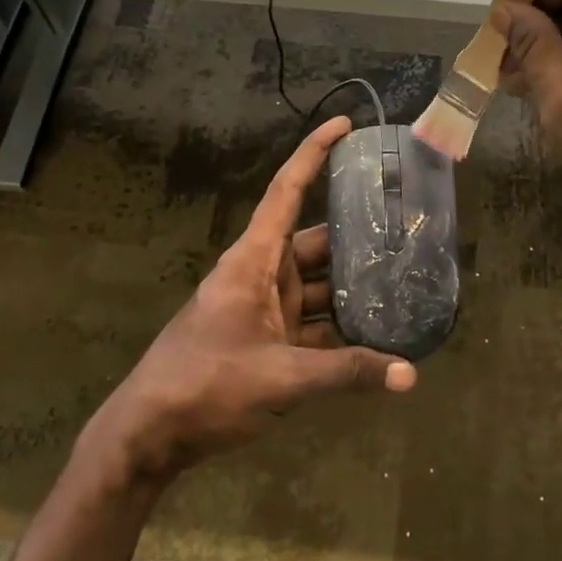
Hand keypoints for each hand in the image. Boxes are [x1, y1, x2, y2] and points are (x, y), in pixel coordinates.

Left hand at [77, 116, 415, 488]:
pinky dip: (342, 328)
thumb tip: (411, 375)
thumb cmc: (205, 385)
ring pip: (318, 285)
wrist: (150, 434)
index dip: (314, 154)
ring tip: (405, 279)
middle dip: (357, 234)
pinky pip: (313, 323)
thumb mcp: (281, 377)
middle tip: (407, 227)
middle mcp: (262, 275)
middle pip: (316, 242)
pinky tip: (379, 333)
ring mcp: (265, 310)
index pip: (287, 191)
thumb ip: (346, 372)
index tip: (345, 126)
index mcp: (254, 260)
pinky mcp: (268, 342)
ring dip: (354, 287)